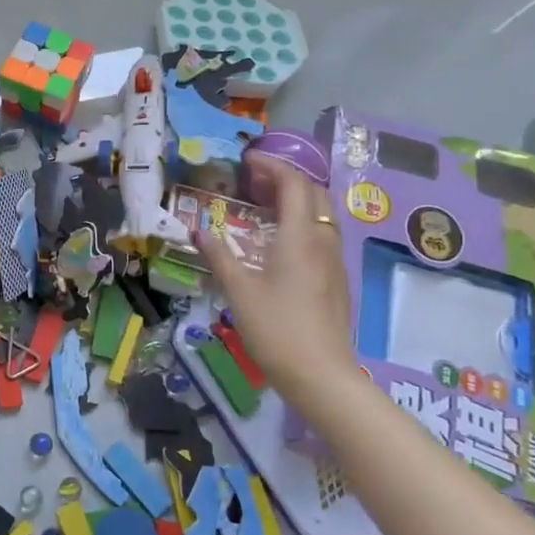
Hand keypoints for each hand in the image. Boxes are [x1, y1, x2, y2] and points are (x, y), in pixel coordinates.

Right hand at [198, 162, 356, 401]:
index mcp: (300, 237)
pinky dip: (301, 221)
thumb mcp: (239, 290)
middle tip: (252, 180)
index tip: (246, 160)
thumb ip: (219, 256)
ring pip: (321, 213)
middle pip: (313, 193)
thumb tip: (198, 230)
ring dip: (296, 199)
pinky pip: (322, 233)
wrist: (321, 374)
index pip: (293, 183)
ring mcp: (334, 260)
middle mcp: (323, 241)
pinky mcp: (336, 279)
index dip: (271, 165)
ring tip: (264, 204)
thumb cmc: (276, 329)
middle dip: (284, 178)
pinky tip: (279, 240)